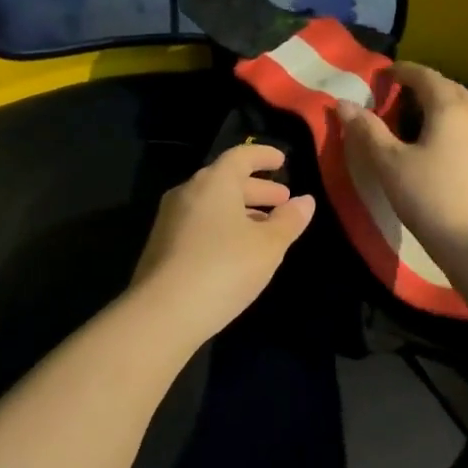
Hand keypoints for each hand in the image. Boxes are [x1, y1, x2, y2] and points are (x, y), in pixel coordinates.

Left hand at [128, 143, 315, 342]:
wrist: (163, 312)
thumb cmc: (224, 268)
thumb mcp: (268, 246)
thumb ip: (289, 221)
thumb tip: (305, 201)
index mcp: (213, 182)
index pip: (240, 156)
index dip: (263, 155)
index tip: (282, 161)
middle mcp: (187, 192)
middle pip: (225, 180)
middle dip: (257, 189)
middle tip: (282, 200)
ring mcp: (170, 219)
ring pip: (211, 204)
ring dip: (240, 210)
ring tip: (265, 227)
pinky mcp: (162, 245)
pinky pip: (199, 223)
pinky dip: (222, 226)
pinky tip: (237, 249)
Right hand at [339, 62, 467, 267]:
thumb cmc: (430, 198)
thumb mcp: (390, 164)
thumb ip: (367, 131)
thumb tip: (344, 104)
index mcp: (449, 109)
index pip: (425, 76)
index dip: (402, 71)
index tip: (382, 75)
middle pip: (448, 88)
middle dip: (423, 85)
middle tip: (397, 93)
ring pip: (462, 110)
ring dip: (438, 105)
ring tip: (413, 118)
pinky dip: (448, 126)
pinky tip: (435, 147)